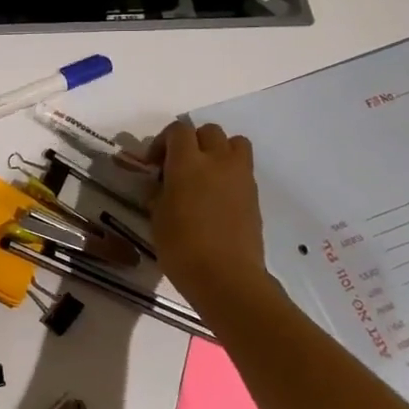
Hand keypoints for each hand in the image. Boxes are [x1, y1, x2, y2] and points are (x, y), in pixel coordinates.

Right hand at [147, 120, 274, 308]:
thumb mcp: (157, 216)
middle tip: (179, 165)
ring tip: (205, 173)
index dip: (163, 141)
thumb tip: (162, 184)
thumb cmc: (182, 247)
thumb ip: (159, 192)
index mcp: (187, 163)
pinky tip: (216, 197)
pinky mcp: (254, 195)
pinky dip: (230, 172)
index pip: (178, 130)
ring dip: (218, 150)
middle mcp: (217, 161)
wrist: (226, 277)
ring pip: (234, 143)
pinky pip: (243, 168)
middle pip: (208, 131)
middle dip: (192, 142)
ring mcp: (241, 177)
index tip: (154, 163)